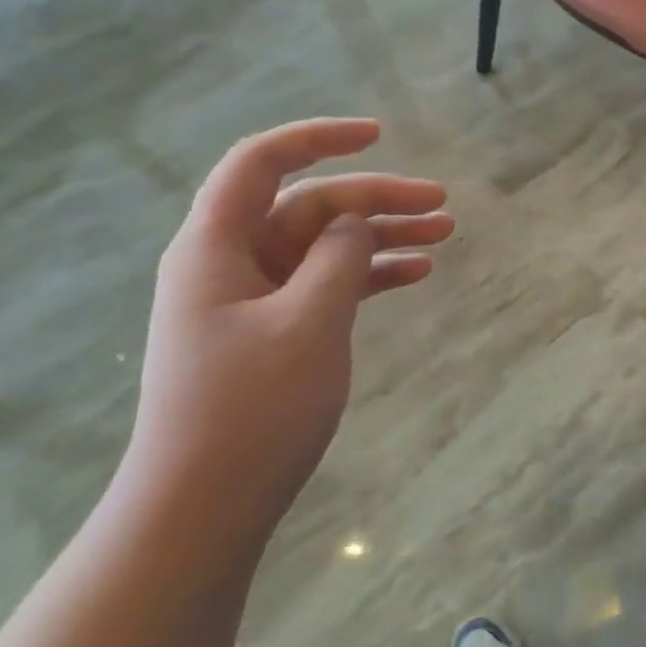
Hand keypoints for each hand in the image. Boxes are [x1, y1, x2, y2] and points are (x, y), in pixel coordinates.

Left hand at [122, 119, 452, 550]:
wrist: (201, 511)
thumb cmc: (250, 409)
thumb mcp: (308, 323)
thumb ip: (337, 258)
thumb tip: (352, 222)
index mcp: (217, 245)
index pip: (262, 162)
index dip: (319, 138)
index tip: (379, 135)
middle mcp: (230, 262)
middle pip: (308, 206)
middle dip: (376, 199)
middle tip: (441, 204)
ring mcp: (252, 300)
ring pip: (324, 246)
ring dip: (381, 236)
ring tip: (444, 234)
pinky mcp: (271, 333)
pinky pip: (325, 284)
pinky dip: (368, 275)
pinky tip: (414, 274)